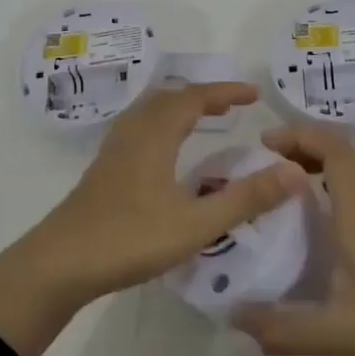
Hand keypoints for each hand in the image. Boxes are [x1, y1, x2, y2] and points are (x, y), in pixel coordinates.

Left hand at [0, 83, 307, 355]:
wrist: (59, 264)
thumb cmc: (129, 239)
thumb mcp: (196, 224)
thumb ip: (246, 199)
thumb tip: (295, 172)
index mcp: (155, 135)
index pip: (194, 98)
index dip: (225, 91)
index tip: (254, 94)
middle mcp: (133, 134)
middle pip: (169, 98)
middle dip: (203, 96)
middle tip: (232, 106)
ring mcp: (113, 152)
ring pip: (150, 113)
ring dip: (179, 109)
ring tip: (203, 121)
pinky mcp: (103, 171)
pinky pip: (139, 130)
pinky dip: (162, 126)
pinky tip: (167, 154)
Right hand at [229, 124, 354, 355]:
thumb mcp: (340, 334)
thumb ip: (285, 329)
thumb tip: (234, 317)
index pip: (333, 151)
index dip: (299, 136)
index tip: (263, 143)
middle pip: (343, 152)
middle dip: (304, 145)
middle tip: (267, 161)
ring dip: (321, 162)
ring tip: (286, 183)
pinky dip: (337, 183)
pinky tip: (322, 218)